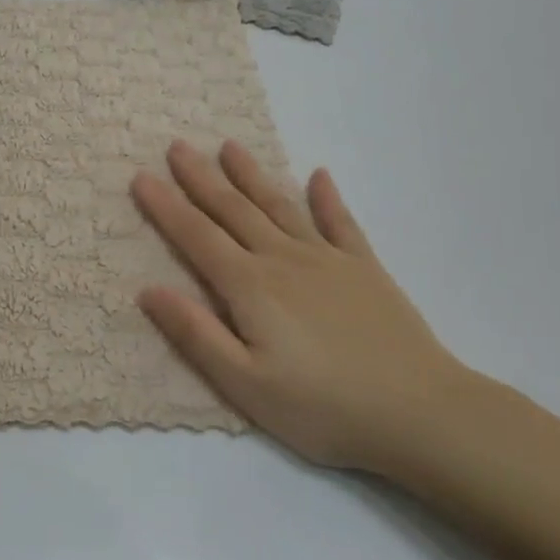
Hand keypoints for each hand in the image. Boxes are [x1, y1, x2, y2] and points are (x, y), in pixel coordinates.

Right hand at [131, 139, 479, 473]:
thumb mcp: (245, 385)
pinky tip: (319, 176)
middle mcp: (284, 260)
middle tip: (177, 146)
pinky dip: (328, 198)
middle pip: (234, 210)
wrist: (419, 413)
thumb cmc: (322, 408)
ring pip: (280, 206)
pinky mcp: (366, 269)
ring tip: (230, 147)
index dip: (166, 206)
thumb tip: (148, 290)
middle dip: (201, 178)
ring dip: (252, 175)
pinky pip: (341, 223)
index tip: (141, 176)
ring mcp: (329, 260)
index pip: (197, 237)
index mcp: (251, 287)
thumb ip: (196, 334)